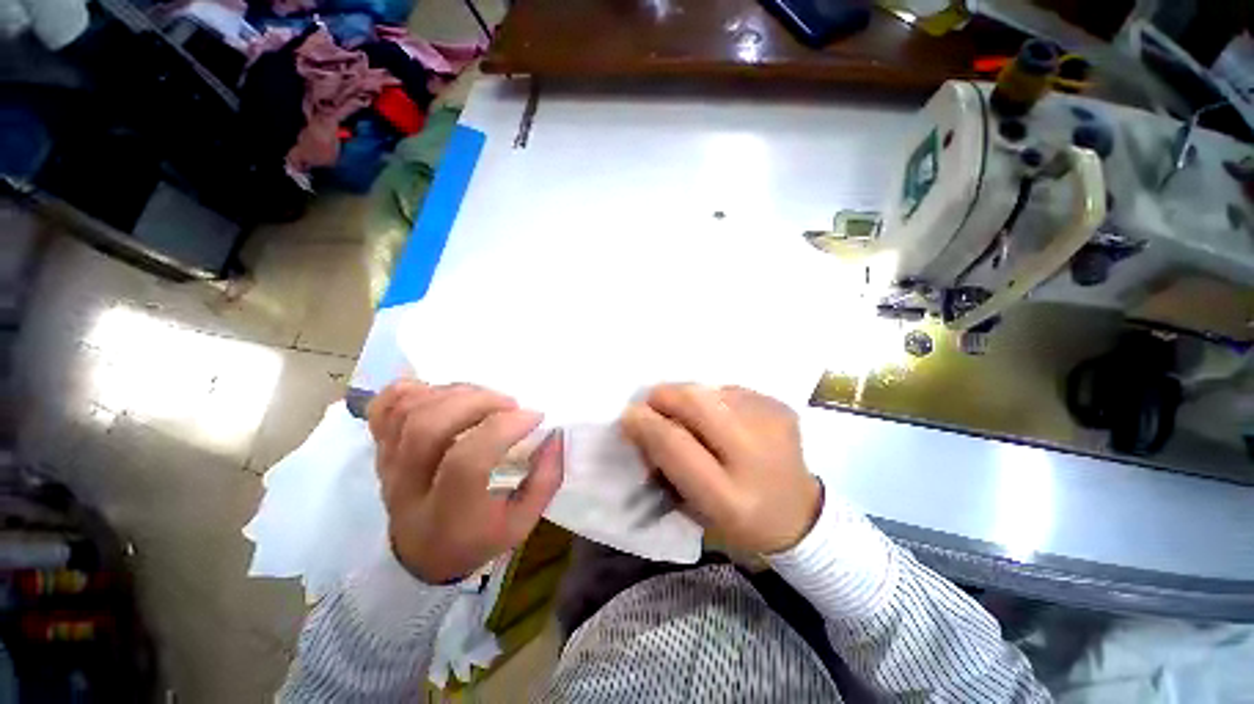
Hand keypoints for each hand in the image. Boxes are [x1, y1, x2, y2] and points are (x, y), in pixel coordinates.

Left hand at [367, 381, 563, 583]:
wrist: (420, 557)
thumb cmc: (476, 539)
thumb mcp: (521, 523)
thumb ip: (544, 480)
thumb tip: (555, 435)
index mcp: (447, 513)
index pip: (466, 461)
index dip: (504, 429)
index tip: (535, 418)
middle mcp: (408, 487)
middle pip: (428, 427)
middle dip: (477, 403)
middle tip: (509, 404)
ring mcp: (388, 464)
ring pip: (408, 411)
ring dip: (454, 393)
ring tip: (484, 398)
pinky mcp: (380, 448)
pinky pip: (383, 408)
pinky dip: (413, 390)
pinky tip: (443, 394)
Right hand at [620, 384, 821, 554]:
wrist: (801, 515)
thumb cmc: (738, 521)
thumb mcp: (695, 508)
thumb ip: (665, 465)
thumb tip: (640, 422)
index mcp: (730, 499)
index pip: (676, 445)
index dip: (646, 424)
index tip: (629, 415)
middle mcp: (755, 457)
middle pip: (696, 403)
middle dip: (664, 396)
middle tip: (654, 404)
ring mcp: (773, 426)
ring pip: (710, 390)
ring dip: (689, 398)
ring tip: (692, 417)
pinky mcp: (782, 408)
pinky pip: (730, 390)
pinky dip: (715, 400)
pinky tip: (723, 420)